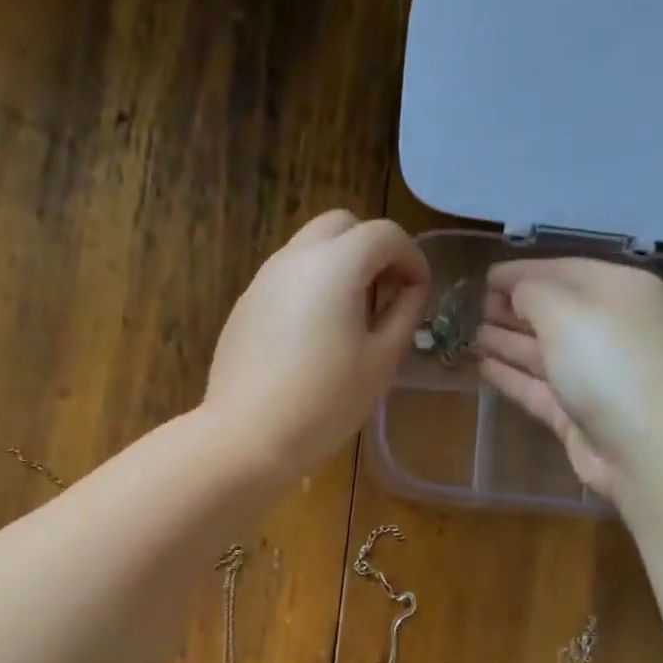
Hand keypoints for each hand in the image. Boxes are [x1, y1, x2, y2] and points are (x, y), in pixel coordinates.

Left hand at [203, 210, 430, 478]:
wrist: (247, 437)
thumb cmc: (324, 403)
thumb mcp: (381, 362)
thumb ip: (404, 314)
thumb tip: (412, 290)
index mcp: (336, 264)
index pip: (385, 234)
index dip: (412, 259)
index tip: (419, 295)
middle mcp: (295, 257)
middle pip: (342, 226)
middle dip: (371, 251)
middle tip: (384, 297)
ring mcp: (263, 280)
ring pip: (309, 250)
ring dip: (338, 268)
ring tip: (350, 321)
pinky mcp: (244, 307)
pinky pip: (285, 281)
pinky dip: (309, 290)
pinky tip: (312, 340)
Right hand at [474, 258, 662, 503]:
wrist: (647, 447)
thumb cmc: (610, 364)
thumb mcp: (568, 312)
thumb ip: (534, 293)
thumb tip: (516, 291)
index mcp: (618, 290)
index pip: (563, 269)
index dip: (521, 271)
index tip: (483, 276)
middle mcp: (608, 327)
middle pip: (552, 311)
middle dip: (512, 307)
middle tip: (470, 307)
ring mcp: (592, 373)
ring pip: (541, 350)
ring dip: (506, 340)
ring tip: (468, 334)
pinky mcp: (577, 412)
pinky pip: (537, 386)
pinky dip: (510, 375)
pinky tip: (482, 366)